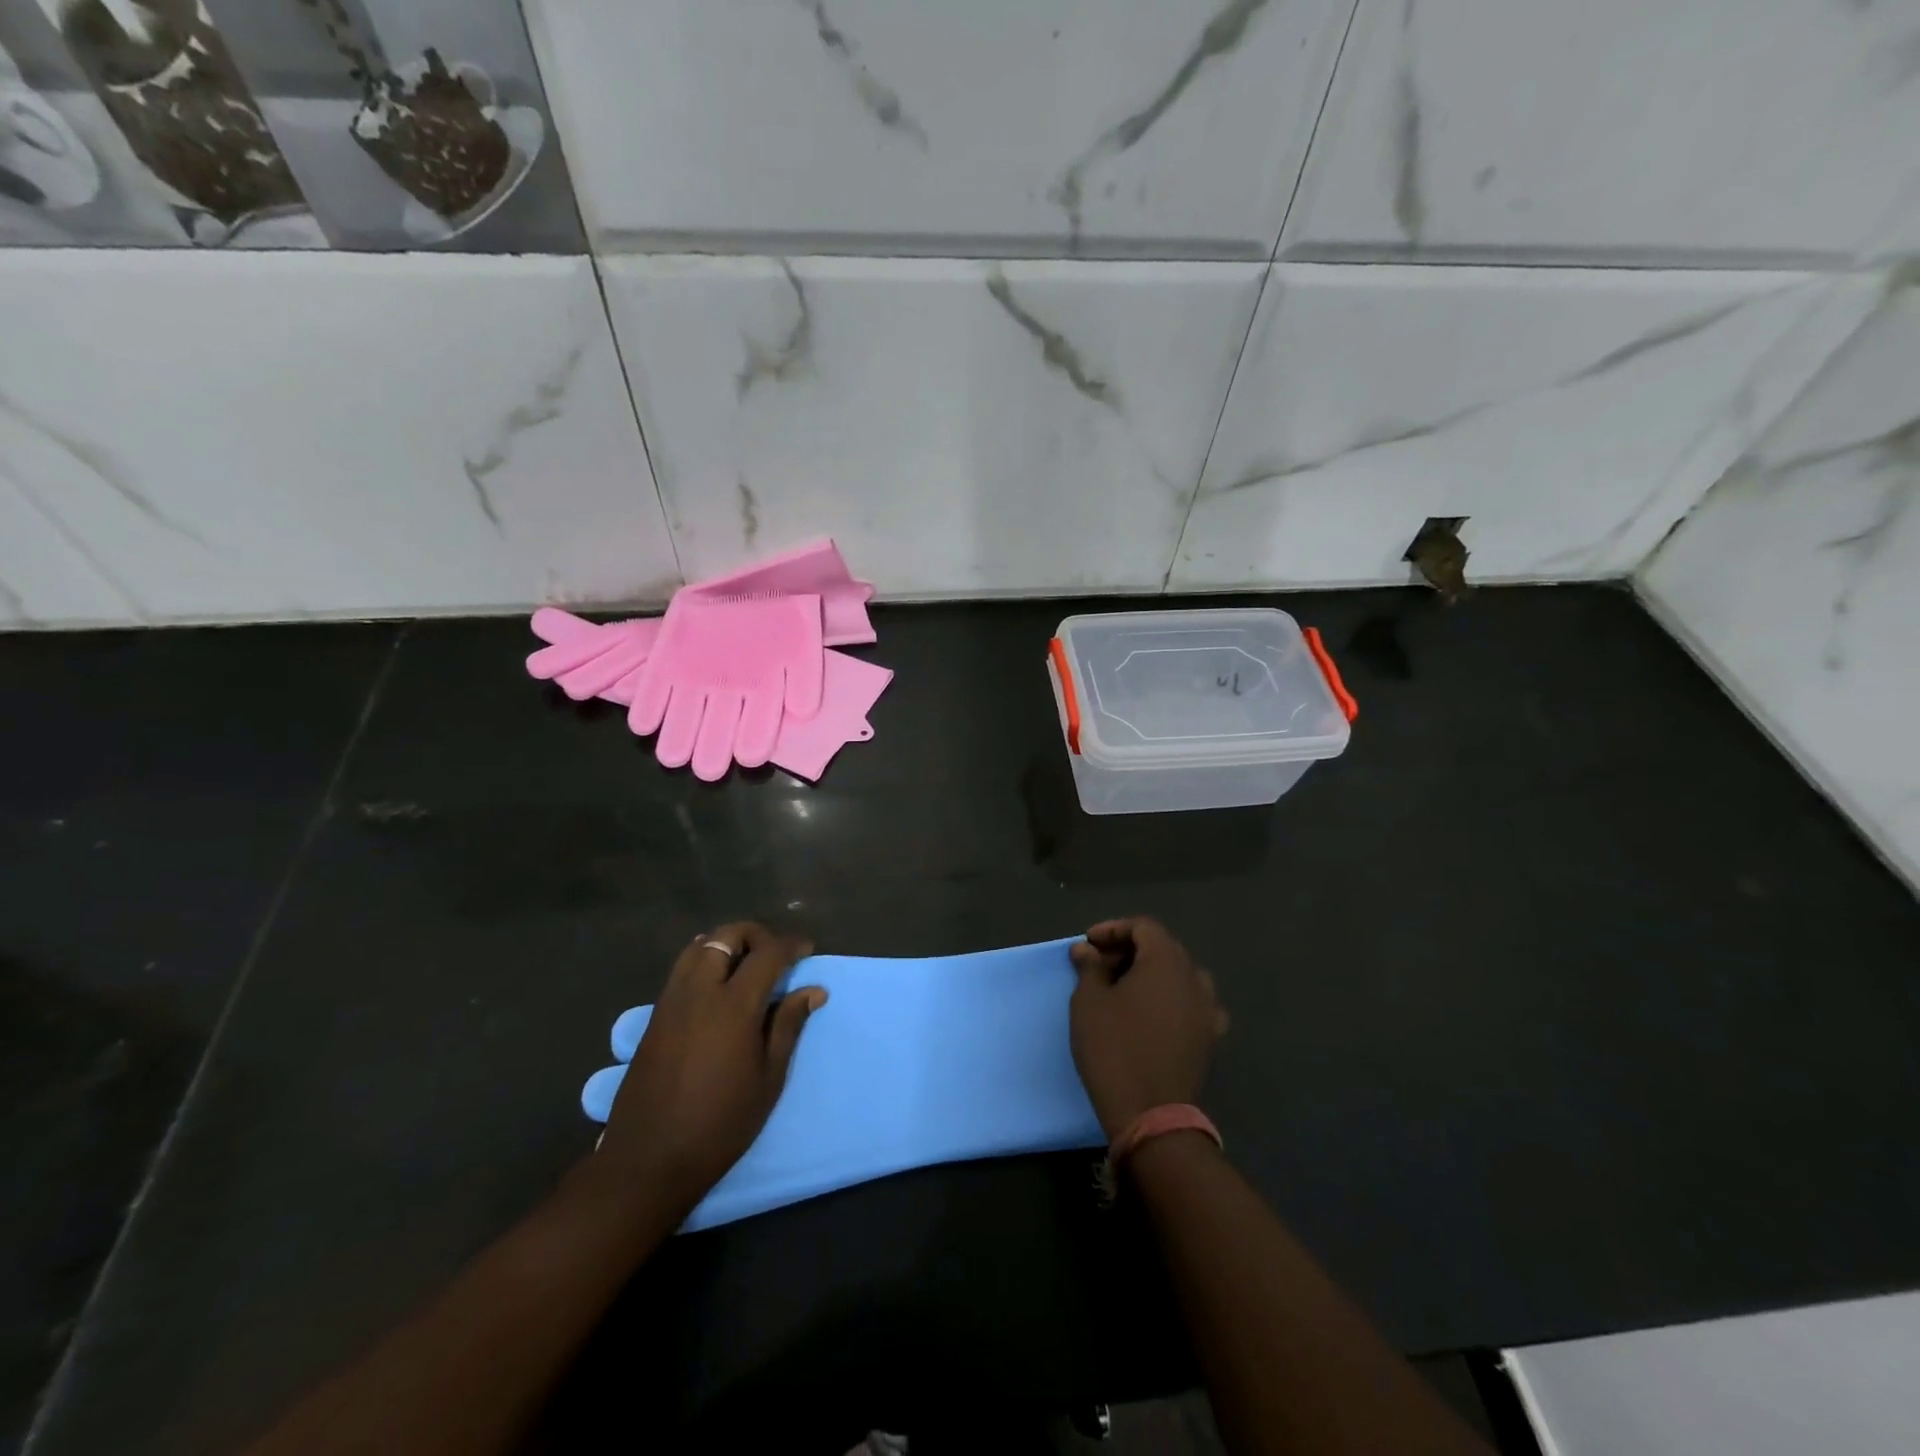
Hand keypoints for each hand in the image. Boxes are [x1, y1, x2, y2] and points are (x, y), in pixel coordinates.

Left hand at [598, 923, 825, 1213]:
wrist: (649, 1160)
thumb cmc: (720, 1124)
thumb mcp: (768, 1078)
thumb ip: (788, 1025)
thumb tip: (813, 989)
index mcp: (733, 1006)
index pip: (768, 953)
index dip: (791, 945)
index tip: (807, 950)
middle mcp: (699, 991)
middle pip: (727, 936)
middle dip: (756, 935)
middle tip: (776, 954)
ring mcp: (671, 1001)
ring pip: (699, 946)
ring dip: (726, 944)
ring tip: (746, 964)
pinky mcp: (654, 1016)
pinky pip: (681, 969)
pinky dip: (704, 960)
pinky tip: (717, 985)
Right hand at [1069, 918, 1226, 1140]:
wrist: (1150, 1113)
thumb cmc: (1114, 1048)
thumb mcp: (1089, 1002)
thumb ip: (1090, 968)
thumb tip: (1086, 950)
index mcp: (1166, 962)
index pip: (1143, 927)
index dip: (1113, 929)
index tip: (1088, 944)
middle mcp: (1194, 978)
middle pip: (1163, 948)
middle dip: (1129, 950)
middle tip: (1099, 965)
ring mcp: (1208, 1009)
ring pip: (1180, 975)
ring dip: (1152, 974)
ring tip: (1125, 988)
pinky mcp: (1210, 1038)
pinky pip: (1193, 1004)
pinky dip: (1172, 1000)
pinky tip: (1155, 1014)